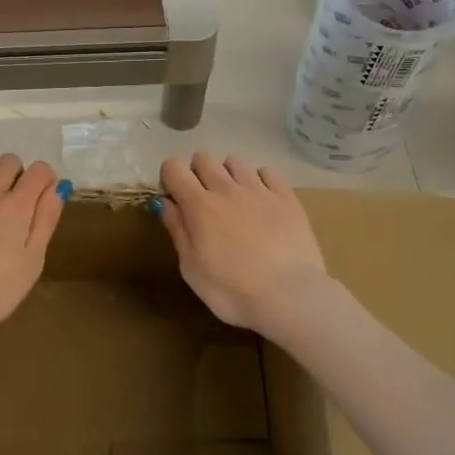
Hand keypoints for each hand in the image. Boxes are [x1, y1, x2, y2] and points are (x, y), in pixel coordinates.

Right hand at [158, 153, 330, 333]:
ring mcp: (259, 190)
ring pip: (236, 161)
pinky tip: (262, 200)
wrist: (290, 297)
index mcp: (199, 205)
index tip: (175, 198)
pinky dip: (260, 180)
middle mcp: (227, 189)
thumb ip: (177, 231)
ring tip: (235, 199)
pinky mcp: (287, 197)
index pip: (173, 167)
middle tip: (204, 200)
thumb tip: (165, 203)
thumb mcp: (192, 269)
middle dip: (197, 173)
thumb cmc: (232, 291)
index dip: (170, 177)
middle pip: (204, 158)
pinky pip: (268, 172)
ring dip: (229, 174)